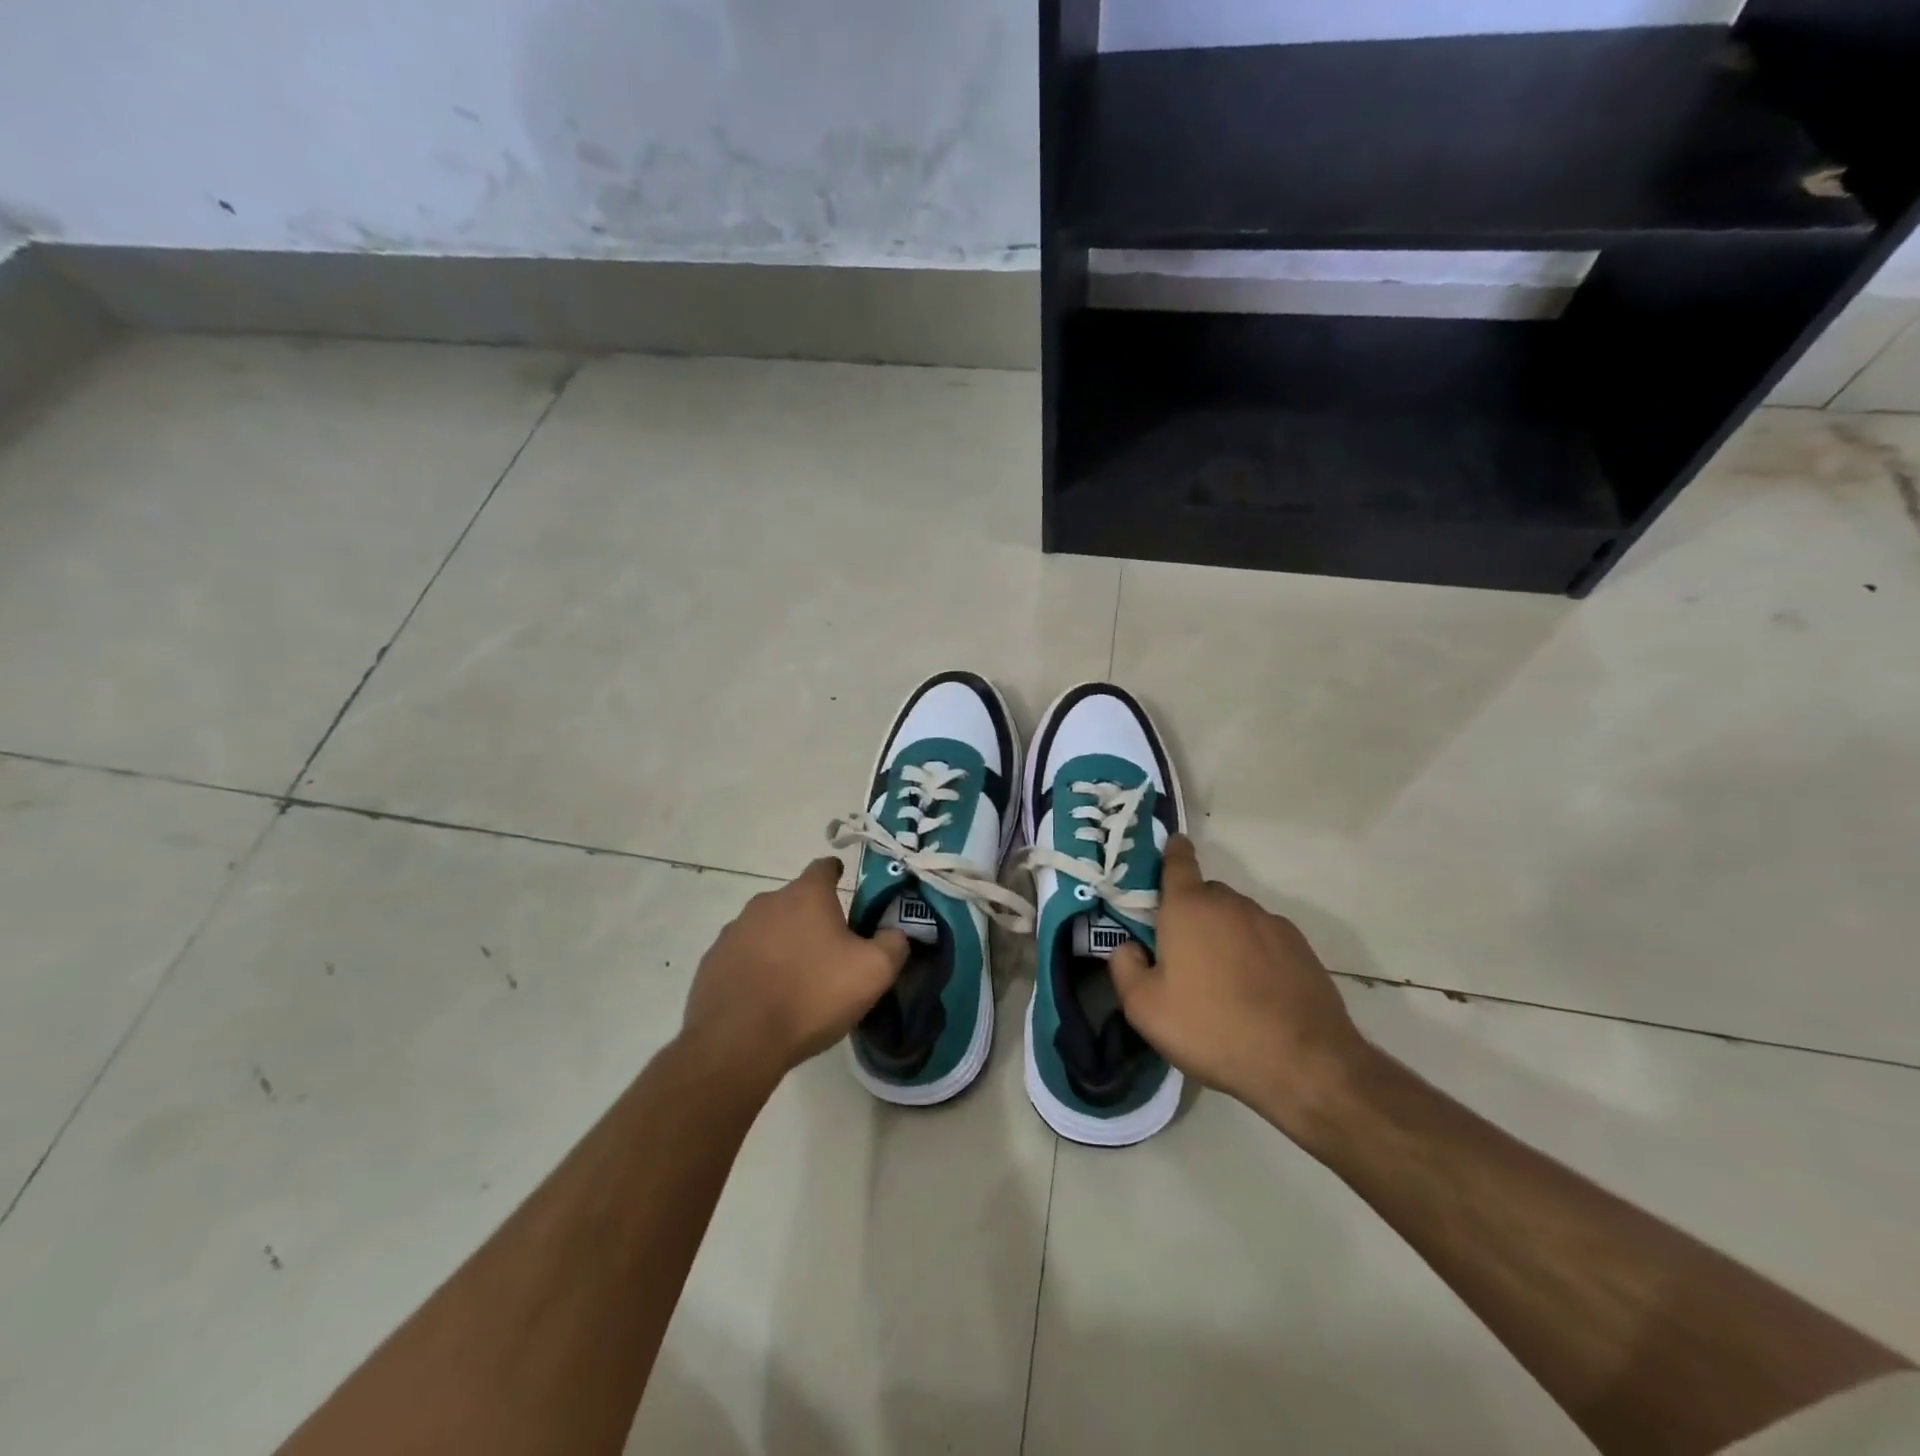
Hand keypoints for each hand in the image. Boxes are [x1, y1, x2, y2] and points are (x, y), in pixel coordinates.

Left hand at [680, 858, 908, 1086]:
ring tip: (796, 978)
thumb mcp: (873, 972)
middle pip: (795, 900)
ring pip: (767, 928)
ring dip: (782, 942)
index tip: (845, 887)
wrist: (738, 1042)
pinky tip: (766, 997)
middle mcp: (766, 902)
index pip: (824, 867)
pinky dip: (756, 967)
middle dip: (812, 917)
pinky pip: (743, 956)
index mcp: (806, 896)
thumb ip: (894, 944)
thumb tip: (896, 933)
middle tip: (829, 949)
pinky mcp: (712, 962)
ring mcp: (734, 931)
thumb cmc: (812, 996)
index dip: (837, 874)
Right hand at [1110, 836, 1370, 1132]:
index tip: (1171, 846)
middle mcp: (1230, 903)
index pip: (1178, 862)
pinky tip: (1255, 991)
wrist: (1302, 1063)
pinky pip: (1264, 939)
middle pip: (1204, 895)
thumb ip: (1124, 967)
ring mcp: (1270, 923)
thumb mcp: (1144, 1008)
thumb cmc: (1210, 1028)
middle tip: (1181, 954)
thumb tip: (1128, 946)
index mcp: (1188, 908)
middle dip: (1191, 913)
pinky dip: (1254, 953)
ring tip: (1221, 981)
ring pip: (1235, 918)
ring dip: (1224, 935)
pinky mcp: (1300, 948)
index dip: (1172, 852)